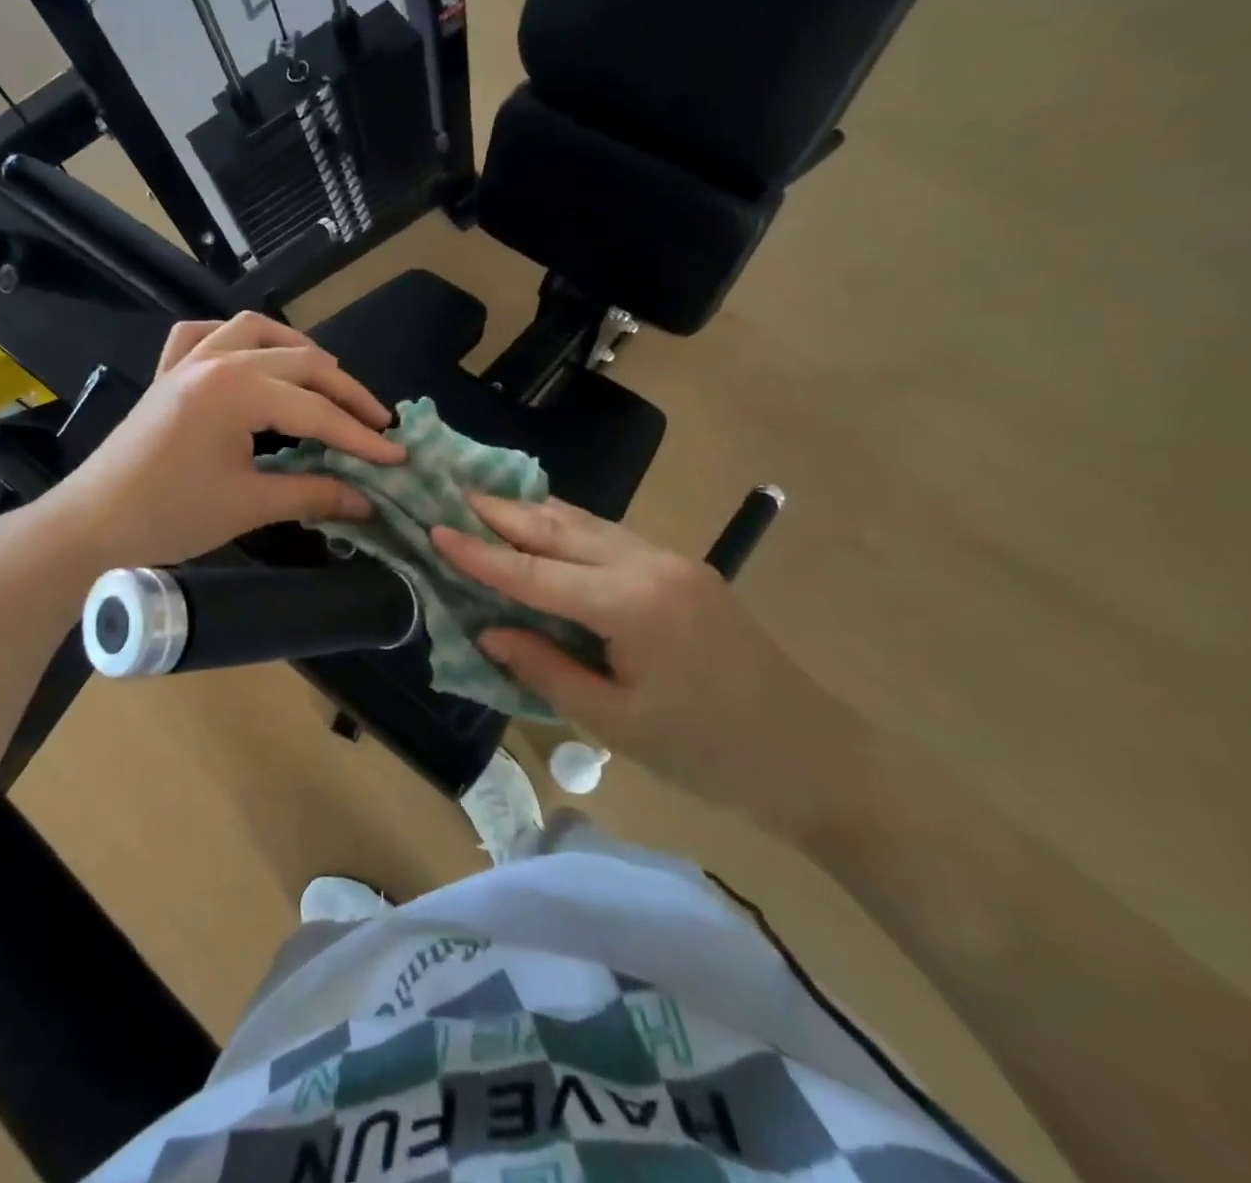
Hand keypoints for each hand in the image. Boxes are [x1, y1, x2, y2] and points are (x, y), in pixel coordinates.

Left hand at [47, 312, 403, 570]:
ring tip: (328, 382)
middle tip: (378, 425)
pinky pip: (205, 335)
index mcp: (236, 389)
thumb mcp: (249, 506)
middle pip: (300, 363)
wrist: (91, 524)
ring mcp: (188, 360)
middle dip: (345, 394)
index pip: (317, 410)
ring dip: (299, 353)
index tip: (397, 457)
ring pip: (257, 332)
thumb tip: (367, 501)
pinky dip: (235, 340)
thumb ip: (313, 494)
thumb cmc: (169, 516)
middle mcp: (216, 359)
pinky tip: (249, 357)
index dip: (361, 437)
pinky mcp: (168, 372)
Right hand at [431, 496, 866, 840]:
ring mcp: (673, 562)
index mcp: (632, 605)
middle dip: (505, 512)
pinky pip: (614, 538)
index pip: (536, 573)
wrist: (814, 757)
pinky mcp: (685, 571)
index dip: (481, 555)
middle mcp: (651, 566)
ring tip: (490, 500)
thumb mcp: (615, 723)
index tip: (437, 530)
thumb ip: (546, 669)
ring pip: (590, 525)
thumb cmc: (708, 753)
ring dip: (537, 513)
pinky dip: (571, 530)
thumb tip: (490, 631)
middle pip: (562, 530)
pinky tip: (549, 528)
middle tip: (455, 492)